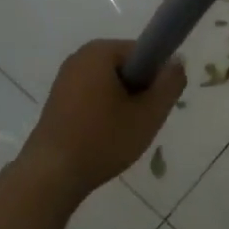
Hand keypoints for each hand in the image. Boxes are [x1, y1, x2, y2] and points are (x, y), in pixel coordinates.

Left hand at [20, 40, 184, 205]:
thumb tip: (177, 60)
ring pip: (110, 84)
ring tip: (122, 133)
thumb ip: (170, 83)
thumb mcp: (149, 113)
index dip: (156, 77)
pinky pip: (92, 97)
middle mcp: (79, 57)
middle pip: (126, 67)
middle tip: (141, 121)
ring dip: (122, 104)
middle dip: (139, 91)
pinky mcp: (57, 100)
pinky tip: (103, 138)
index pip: (143, 52)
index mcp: (100, 52)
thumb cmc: (103, 140)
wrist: (51, 176)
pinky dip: (103, 113)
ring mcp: (65, 79)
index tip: (154, 104)